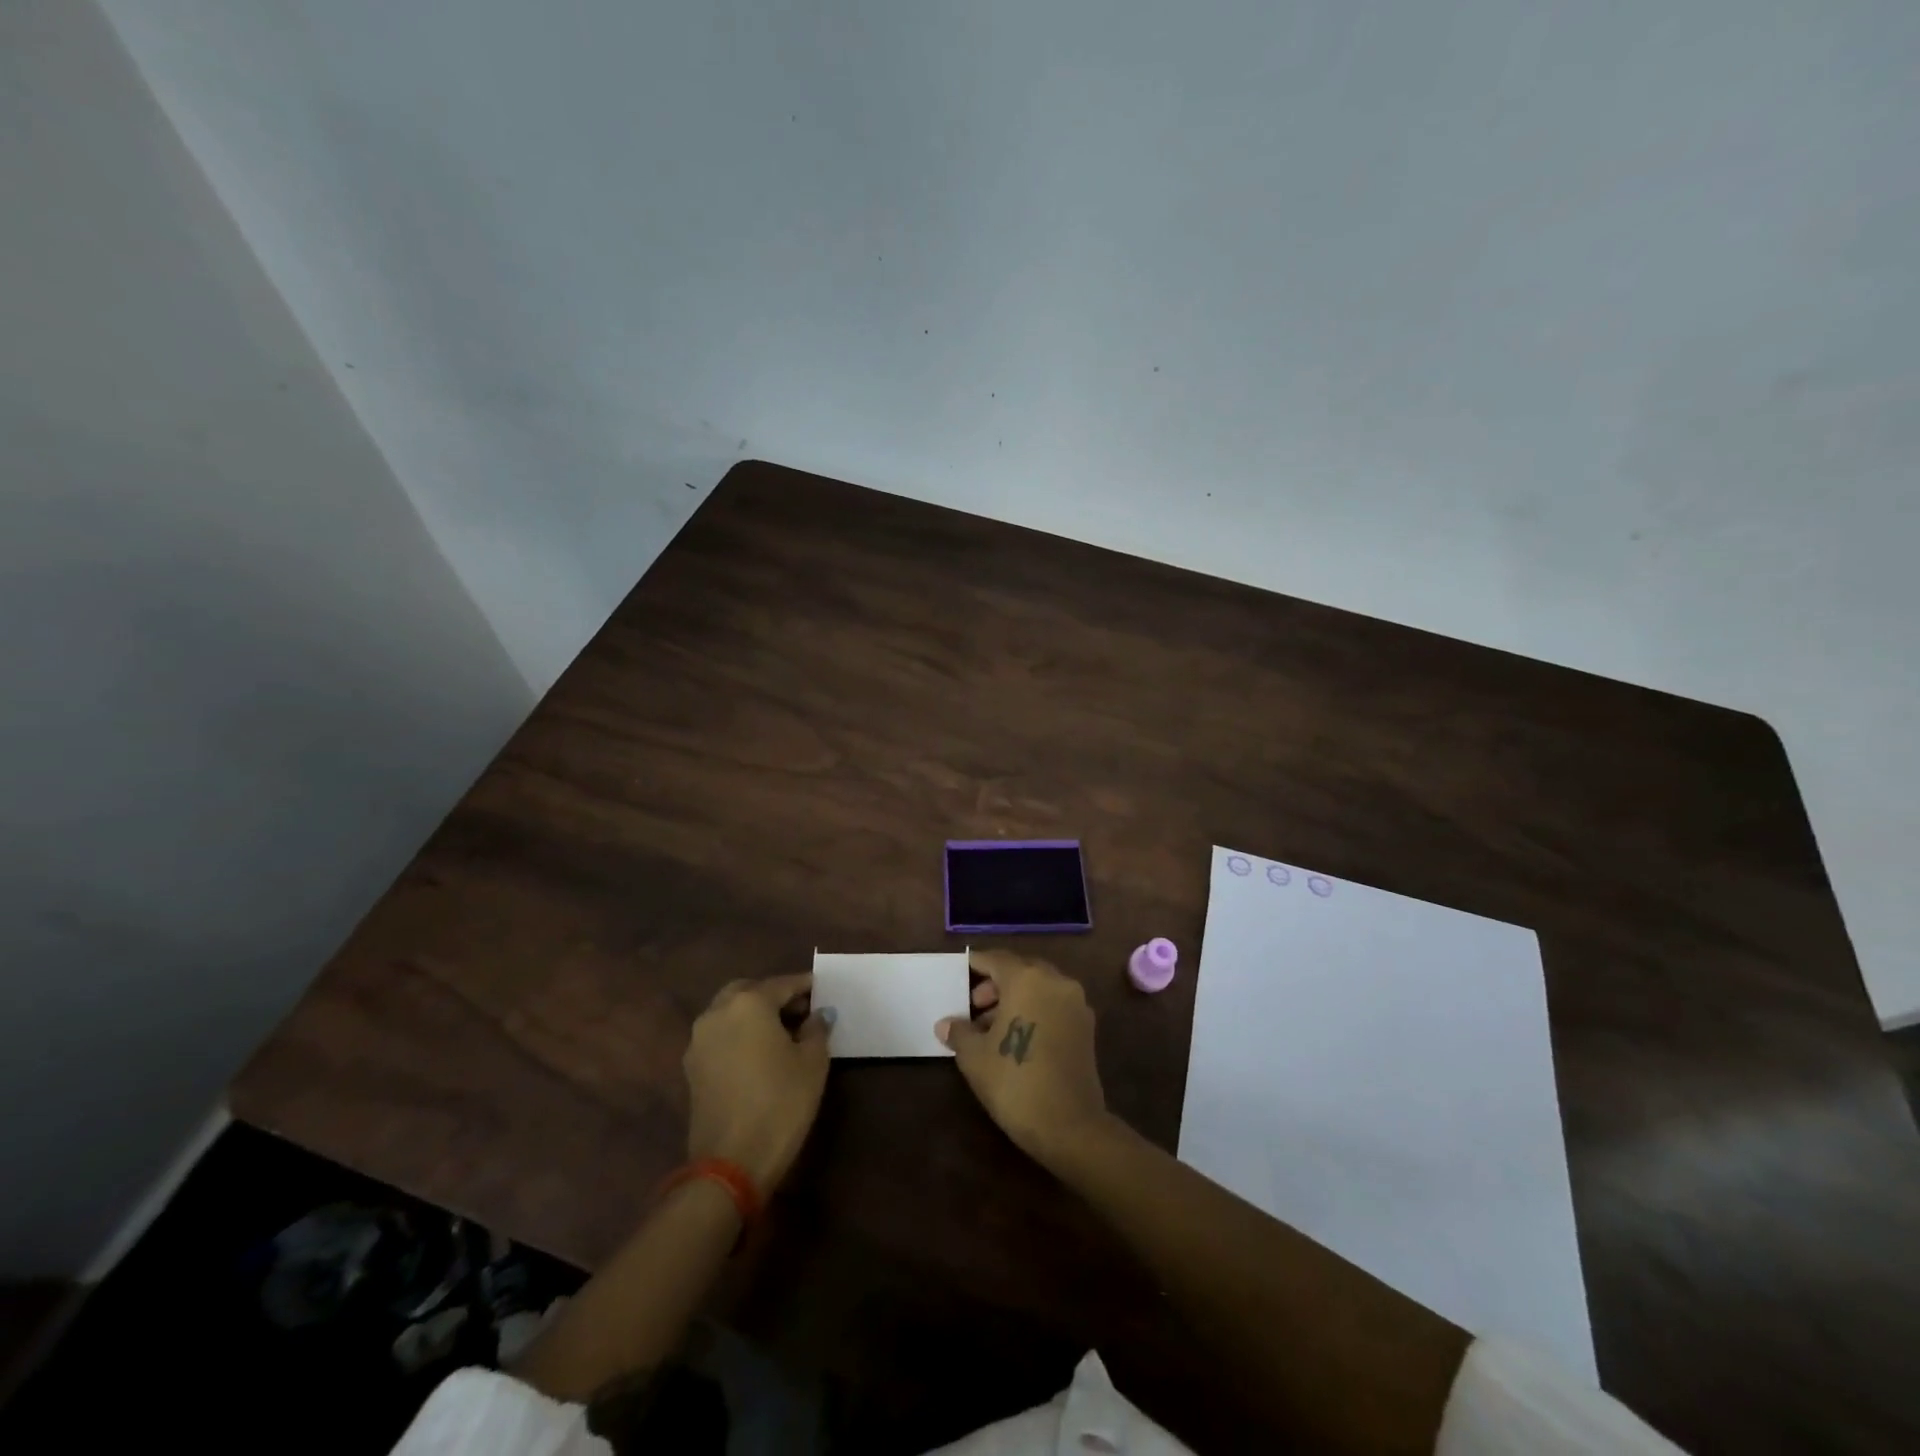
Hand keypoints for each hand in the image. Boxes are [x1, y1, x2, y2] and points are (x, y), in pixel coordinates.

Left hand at [684, 974, 830, 1196]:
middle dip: (773, 996)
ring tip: (782, 1032)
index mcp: (748, 1003)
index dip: (805, 986)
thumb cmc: (780, 1103)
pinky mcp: (692, 1068)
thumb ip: (816, 1029)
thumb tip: (817, 1015)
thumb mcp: (812, 1063)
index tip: (822, 989)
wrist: (731, 1163)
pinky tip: (760, 1053)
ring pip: (729, 1013)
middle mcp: (717, 1013)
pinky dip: (739, 1035)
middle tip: (800, 1009)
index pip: (782, 984)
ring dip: (754, 1014)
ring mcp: (699, 1041)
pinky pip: (720, 1036)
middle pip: (749, 992)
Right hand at [937, 950, 1109, 1164]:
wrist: (1070, 1126)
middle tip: (974, 1007)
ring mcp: (1076, 1004)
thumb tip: (946, 1024)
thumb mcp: (975, 1057)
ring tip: (991, 1028)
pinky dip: (1035, 1011)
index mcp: (1027, 979)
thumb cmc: (1015, 1082)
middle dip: (996, 985)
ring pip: (1040, 988)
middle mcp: (1056, 982)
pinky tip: (1017, 1037)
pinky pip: (1054, 1005)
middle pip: (1021, 970)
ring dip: (1016, 999)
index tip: (961, 972)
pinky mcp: (1087, 1027)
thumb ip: (960, 1032)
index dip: (976, 965)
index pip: (996, 960)